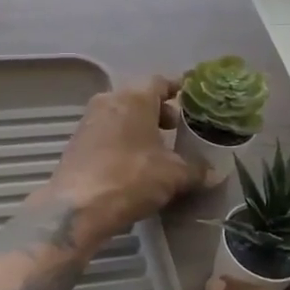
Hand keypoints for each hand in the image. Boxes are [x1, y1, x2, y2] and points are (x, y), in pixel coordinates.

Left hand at [48, 77, 205, 245]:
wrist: (78, 208)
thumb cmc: (131, 178)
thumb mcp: (173, 175)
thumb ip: (196, 170)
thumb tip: (213, 174)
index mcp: (134, 98)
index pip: (159, 82)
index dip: (176, 89)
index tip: (189, 98)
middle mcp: (109, 101)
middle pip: (138, 98)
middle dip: (158, 111)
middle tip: (175, 128)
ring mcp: (88, 121)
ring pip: (120, 115)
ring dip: (138, 127)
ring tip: (156, 149)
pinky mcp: (76, 143)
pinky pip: (106, 133)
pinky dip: (122, 140)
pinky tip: (133, 163)